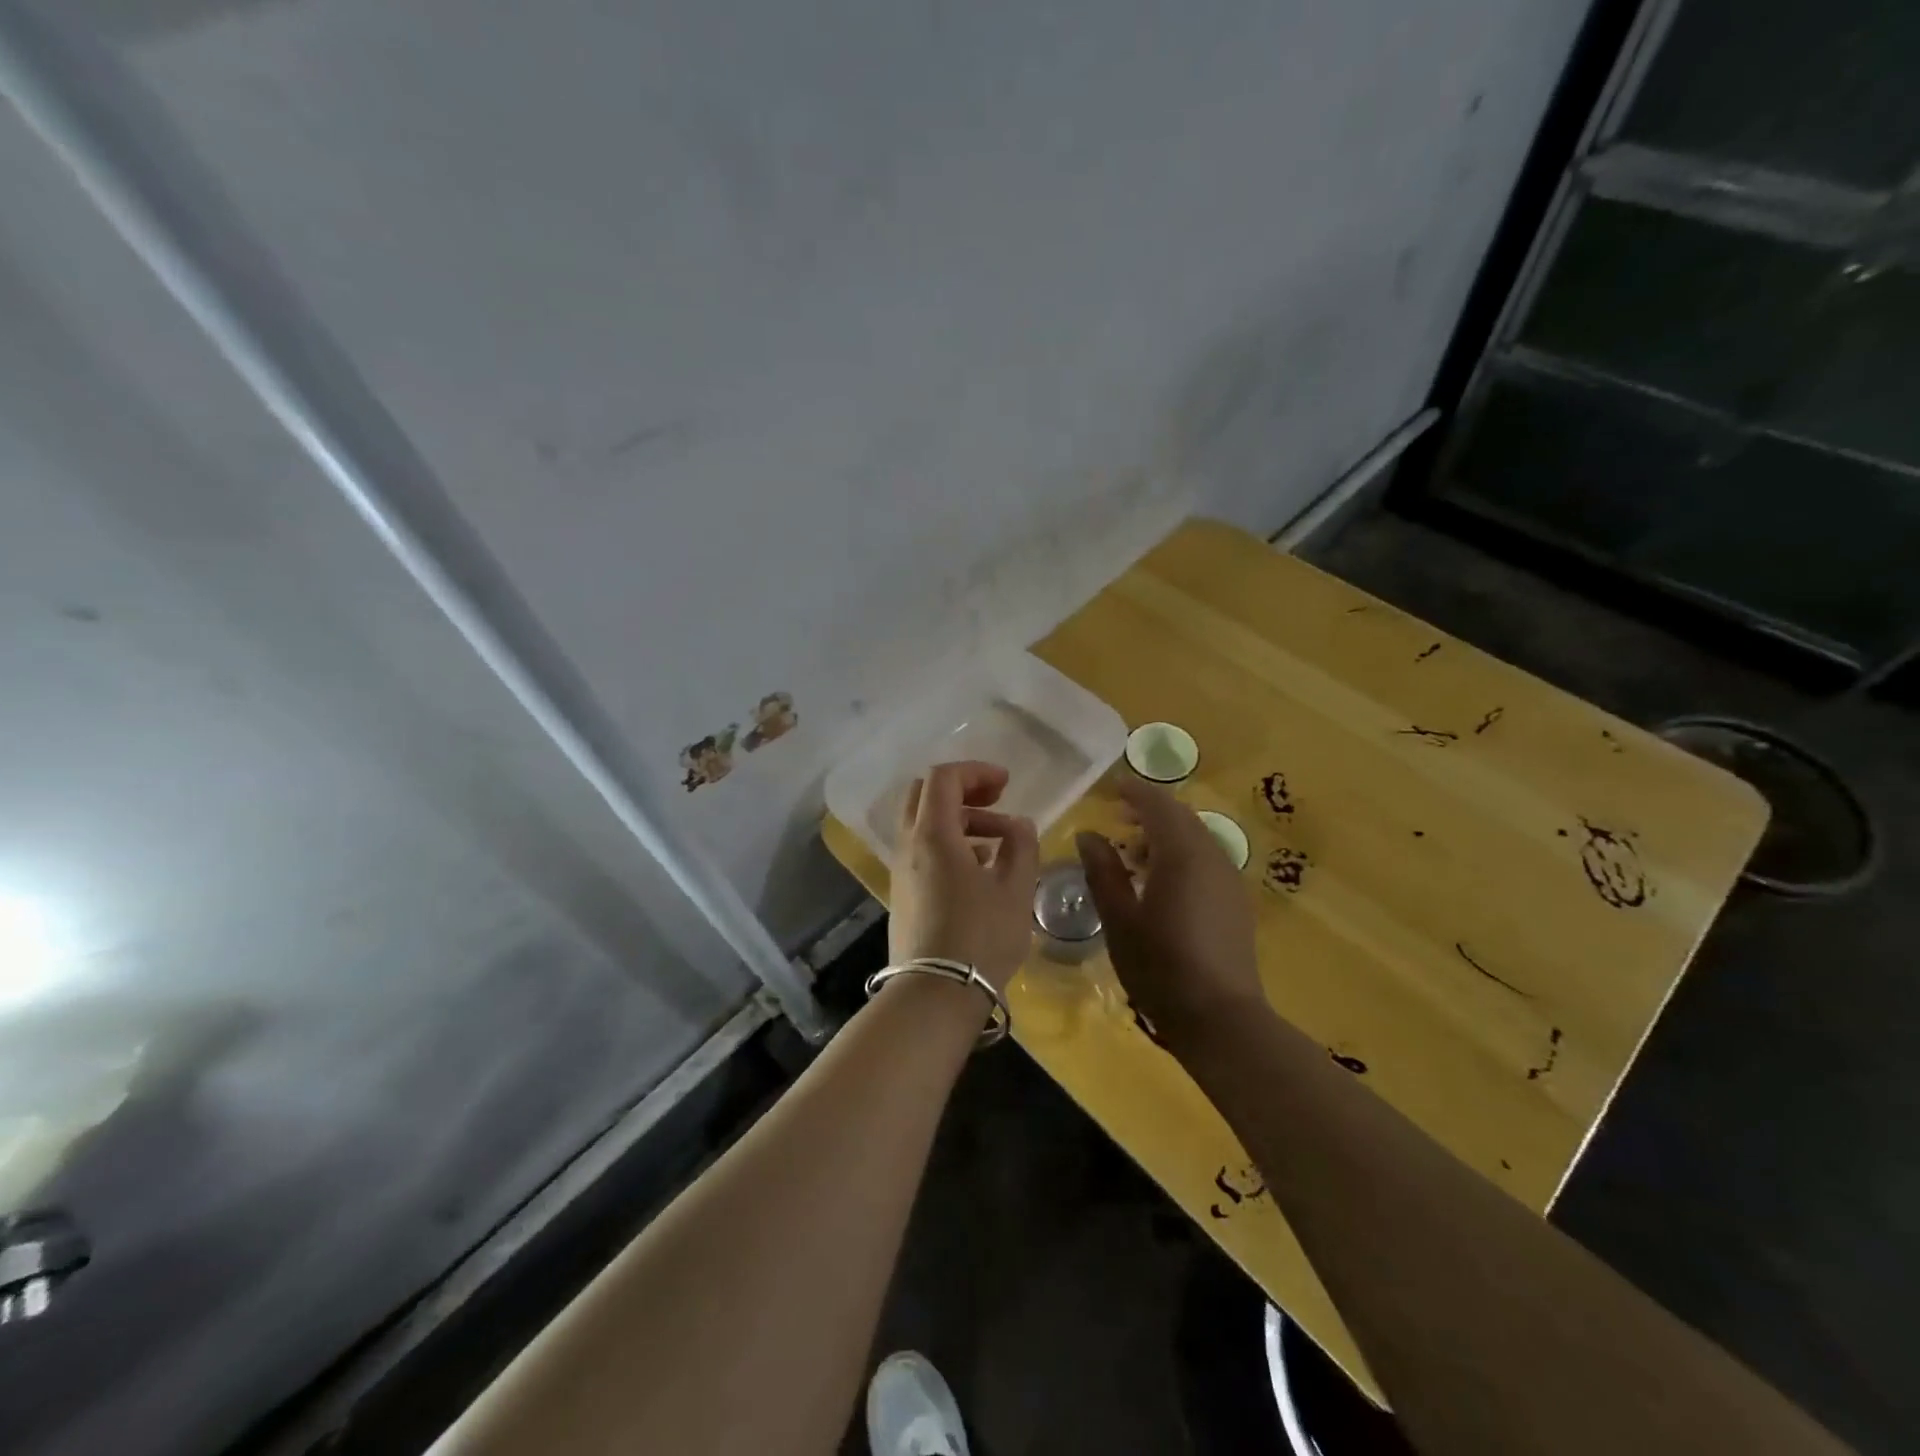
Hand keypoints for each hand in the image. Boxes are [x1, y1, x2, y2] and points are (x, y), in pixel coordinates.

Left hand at [889, 761, 1040, 991]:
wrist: (936, 993)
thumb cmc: (981, 936)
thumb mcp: (1015, 888)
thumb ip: (1021, 846)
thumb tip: (1019, 825)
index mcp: (933, 834)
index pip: (943, 778)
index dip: (976, 771)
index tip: (1007, 784)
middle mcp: (909, 845)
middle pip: (925, 794)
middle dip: (962, 790)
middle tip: (997, 801)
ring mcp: (901, 870)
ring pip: (924, 825)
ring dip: (960, 820)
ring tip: (999, 842)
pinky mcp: (903, 893)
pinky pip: (923, 851)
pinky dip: (949, 844)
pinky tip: (980, 869)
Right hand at [1076, 779, 1262, 1046]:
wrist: (1220, 1018)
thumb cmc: (1160, 966)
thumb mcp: (1119, 918)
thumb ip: (1103, 871)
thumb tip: (1089, 834)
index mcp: (1182, 854)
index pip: (1158, 805)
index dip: (1134, 792)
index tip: (1110, 788)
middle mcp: (1212, 856)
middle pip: (1181, 817)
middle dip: (1149, 811)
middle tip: (1118, 817)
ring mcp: (1229, 879)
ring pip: (1196, 839)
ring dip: (1165, 835)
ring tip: (1134, 853)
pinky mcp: (1235, 902)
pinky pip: (1206, 860)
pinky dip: (1181, 855)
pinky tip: (1160, 882)